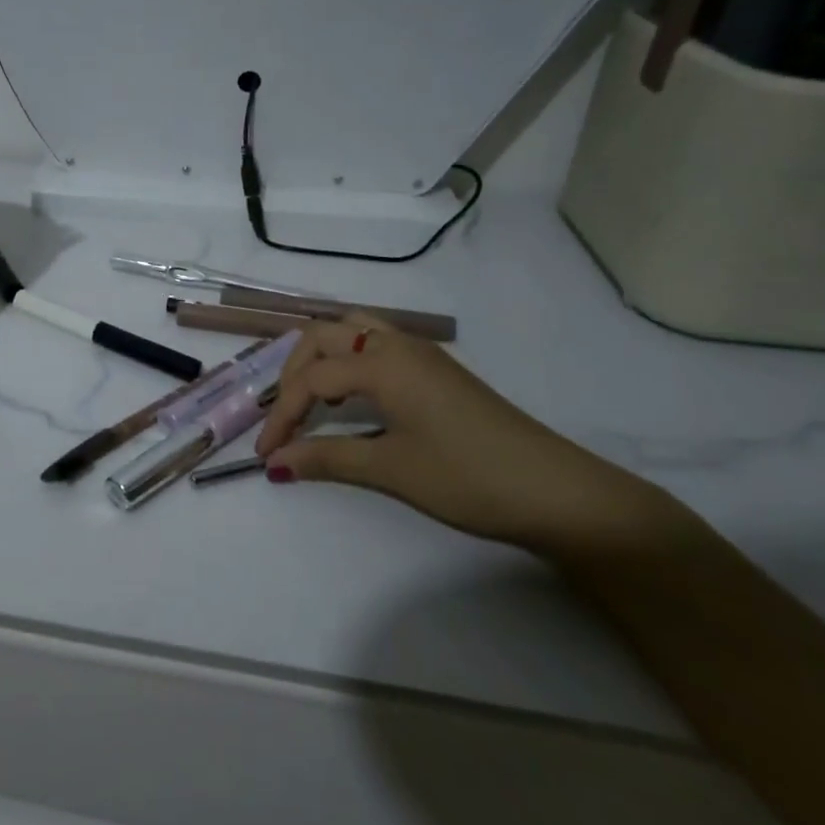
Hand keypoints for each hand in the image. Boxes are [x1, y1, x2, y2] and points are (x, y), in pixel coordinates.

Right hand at [254, 314, 673, 556]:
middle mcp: (397, 345)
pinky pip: (376, 346)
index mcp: (382, 361)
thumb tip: (274, 464)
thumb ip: (327, 459)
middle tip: (282, 417)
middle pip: (323, 336)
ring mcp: (421, 354)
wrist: (559, 493)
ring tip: (310, 398)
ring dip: (321, 359)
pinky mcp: (437, 371)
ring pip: (352, 331)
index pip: (311, 378)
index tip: (265, 453)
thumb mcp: (391, 469)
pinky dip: (348, 362)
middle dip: (292, 373)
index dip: (281, 414)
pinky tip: (351, 398)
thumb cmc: (469, 477)